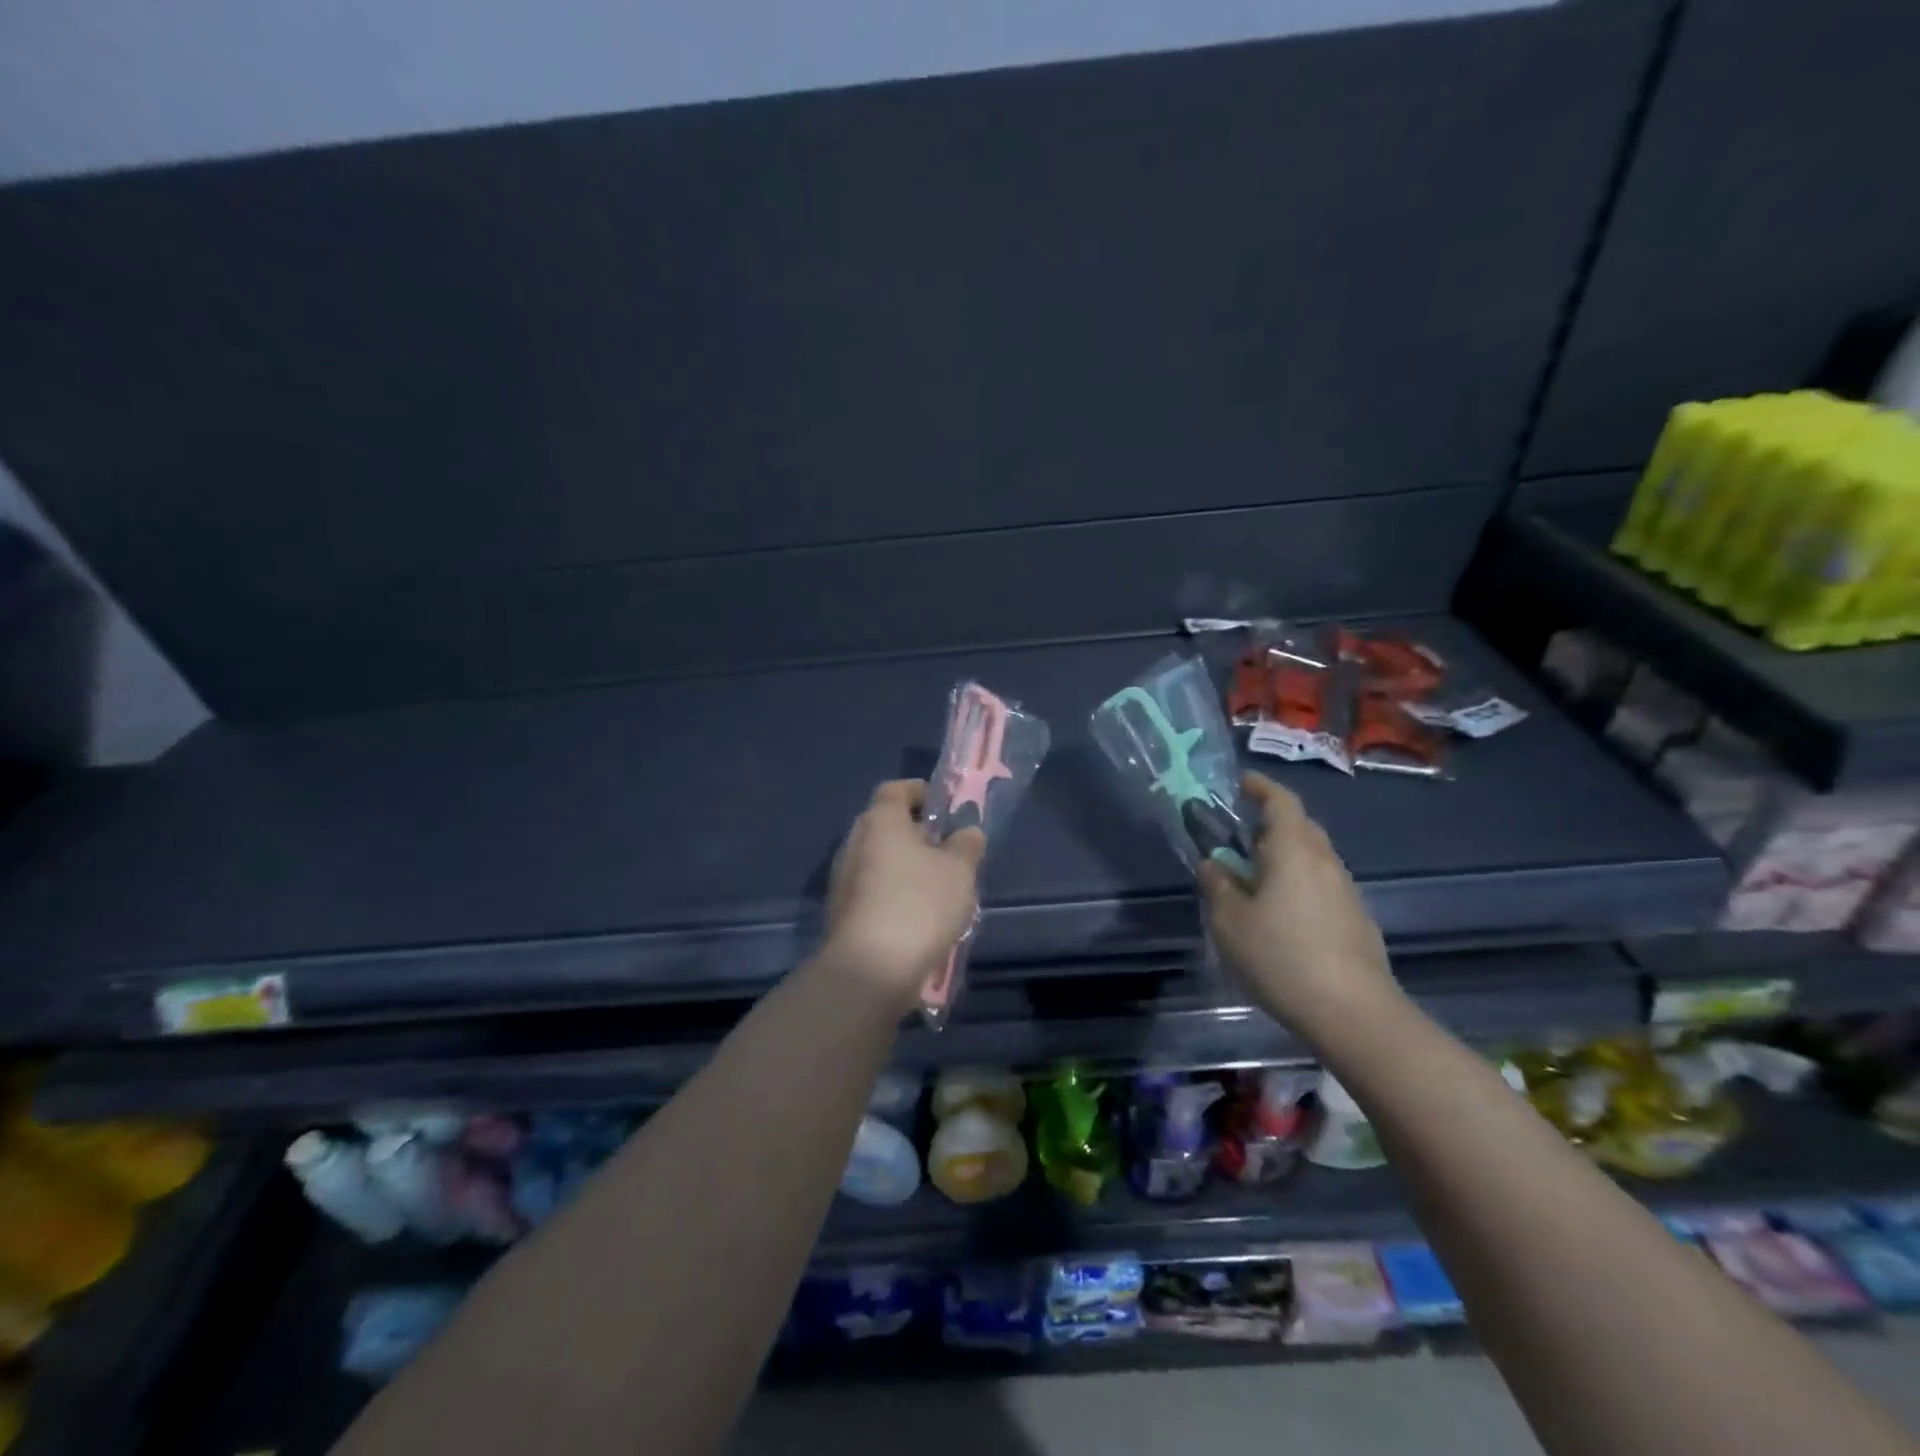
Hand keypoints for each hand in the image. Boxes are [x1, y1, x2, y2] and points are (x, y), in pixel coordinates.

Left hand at [823, 779, 986, 1010]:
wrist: (870, 969)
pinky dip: (893, 896)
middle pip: (886, 826)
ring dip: (905, 869)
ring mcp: (843, 880)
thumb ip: (966, 845)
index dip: (920, 792)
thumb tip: (966, 832)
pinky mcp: (841, 914)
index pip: (896, 790)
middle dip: (916, 835)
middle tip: (947, 850)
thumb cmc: (919, 904)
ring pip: (879, 862)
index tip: (943, 806)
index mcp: (880, 821)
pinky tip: (918, 919)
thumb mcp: (959, 870)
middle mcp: (854, 843)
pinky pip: (873, 892)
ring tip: (938, 890)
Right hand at [1197, 773, 1398, 1033]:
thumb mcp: (1230, 922)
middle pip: (1300, 827)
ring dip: (1283, 857)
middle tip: (1239, 839)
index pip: (1281, 801)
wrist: (1353, 1013)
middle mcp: (1325, 861)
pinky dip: (1297, 884)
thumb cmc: (1282, 957)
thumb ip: (1217, 885)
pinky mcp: (1356, 920)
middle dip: (1269, 824)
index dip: (1260, 787)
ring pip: (1312, 858)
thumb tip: (1212, 864)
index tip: (1240, 783)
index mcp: (1294, 850)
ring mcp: (1346, 891)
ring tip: (1253, 881)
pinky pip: (1321, 885)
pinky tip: (1280, 916)